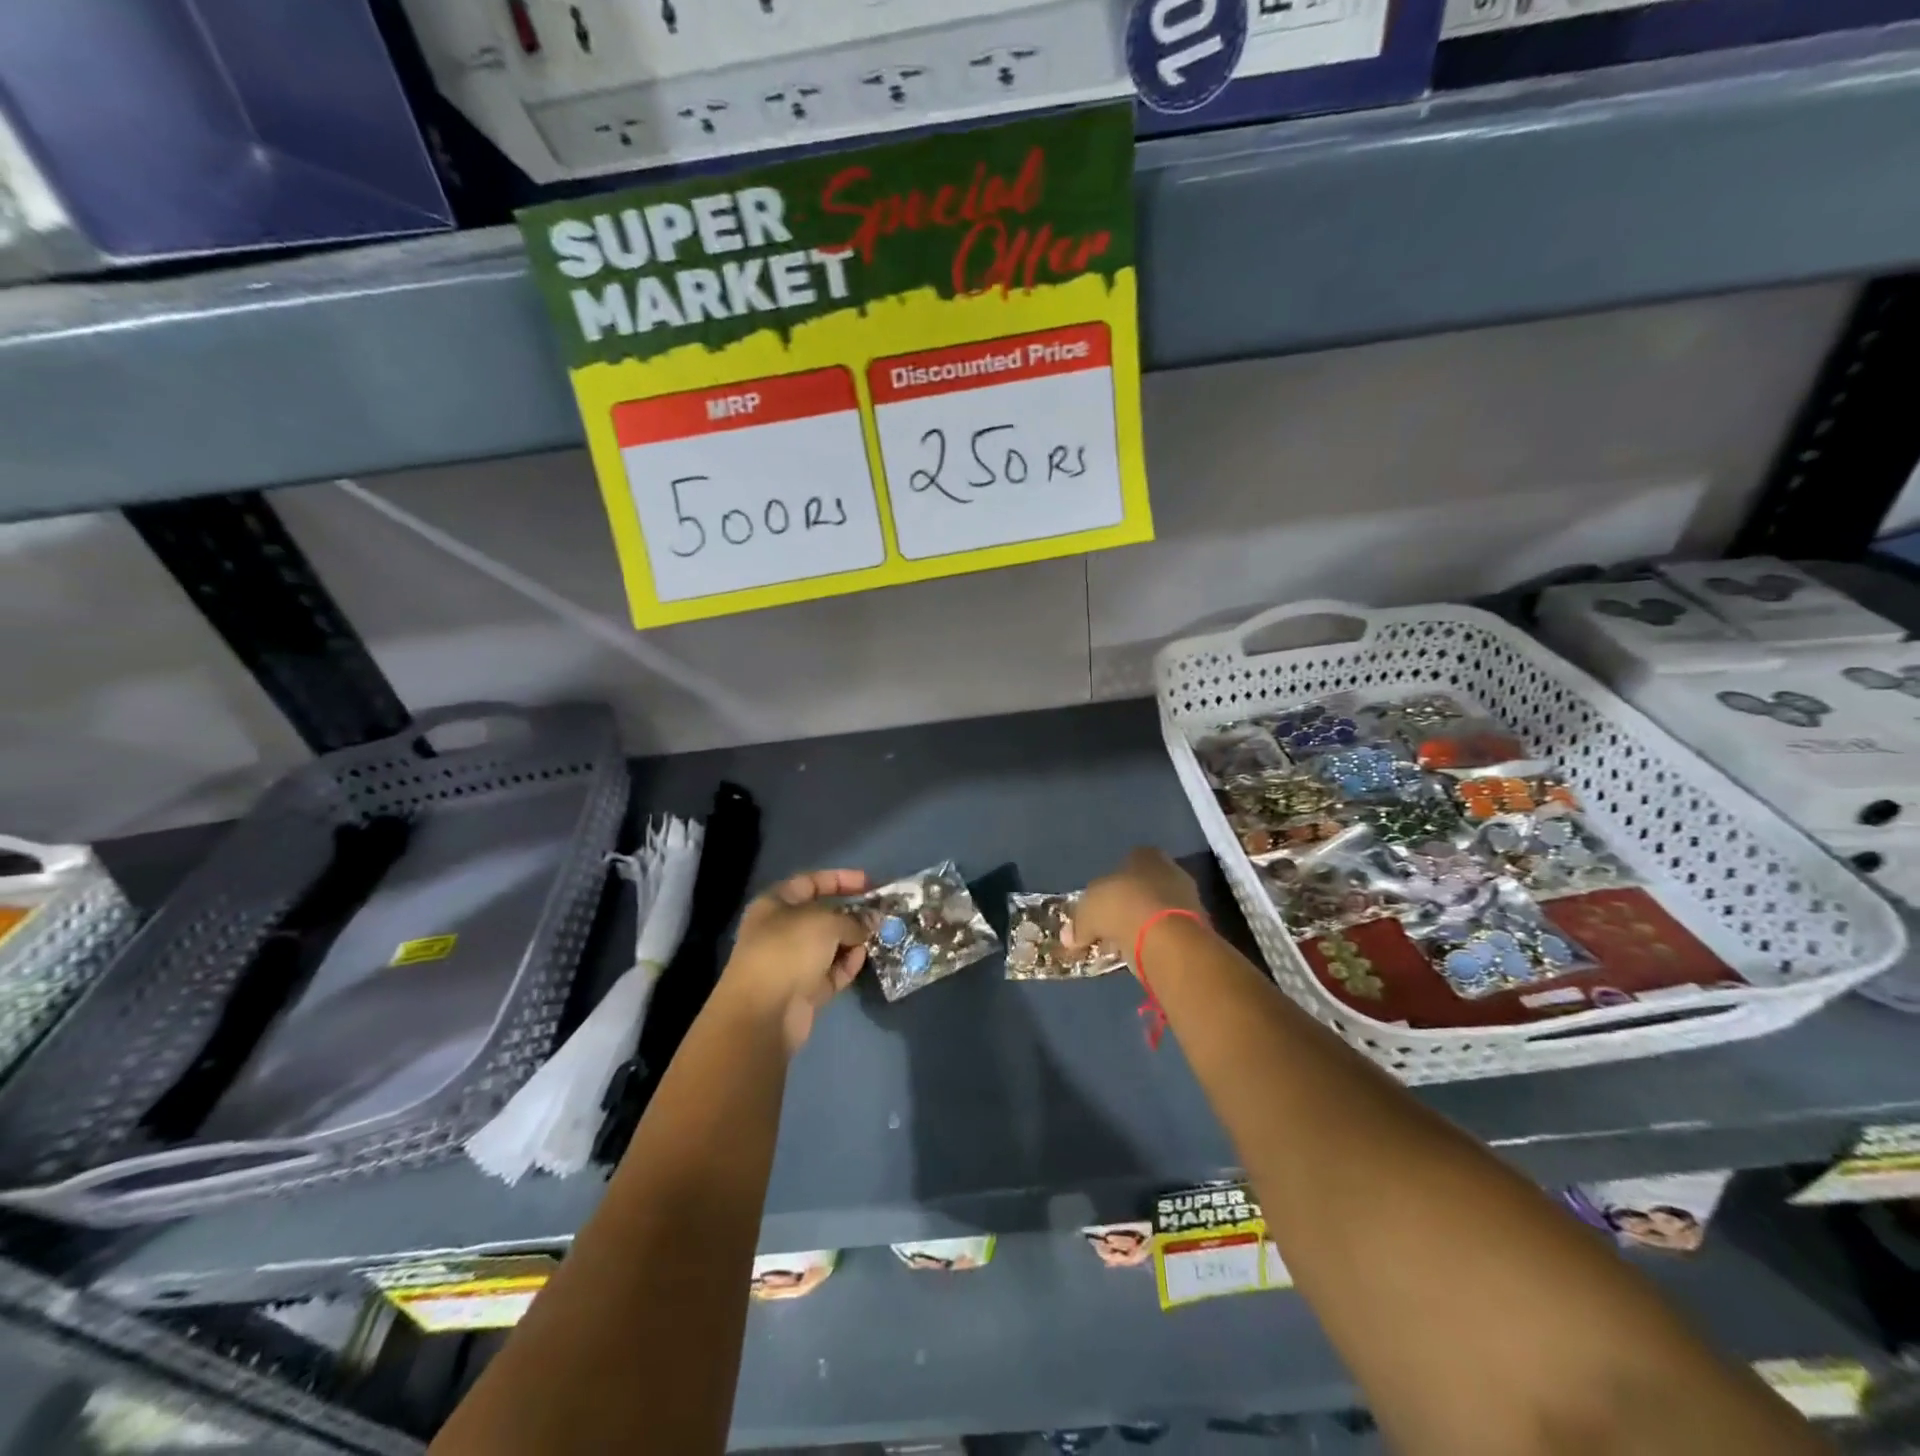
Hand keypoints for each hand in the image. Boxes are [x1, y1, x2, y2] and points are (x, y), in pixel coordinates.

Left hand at [718, 869, 868, 1052]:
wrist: (763, 1014)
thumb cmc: (788, 951)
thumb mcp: (825, 923)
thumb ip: (853, 919)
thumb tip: (873, 920)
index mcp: (775, 905)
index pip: (811, 882)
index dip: (841, 879)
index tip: (870, 883)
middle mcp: (781, 931)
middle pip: (822, 915)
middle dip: (852, 913)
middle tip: (881, 913)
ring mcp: (792, 962)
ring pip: (829, 945)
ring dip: (854, 940)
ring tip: (879, 935)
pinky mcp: (804, 990)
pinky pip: (831, 971)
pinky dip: (848, 964)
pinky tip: (864, 957)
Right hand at [1064, 848, 1203, 965]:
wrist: (1167, 938)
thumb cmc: (1123, 907)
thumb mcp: (1088, 911)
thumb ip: (1079, 922)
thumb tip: (1070, 937)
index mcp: (1146, 855)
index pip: (1125, 863)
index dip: (1110, 884)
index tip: (1100, 905)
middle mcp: (1171, 870)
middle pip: (1143, 887)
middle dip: (1128, 905)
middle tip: (1110, 926)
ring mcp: (1188, 899)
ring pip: (1157, 910)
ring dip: (1142, 925)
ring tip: (1123, 944)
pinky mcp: (1198, 928)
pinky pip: (1168, 932)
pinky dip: (1155, 942)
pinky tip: (1141, 954)